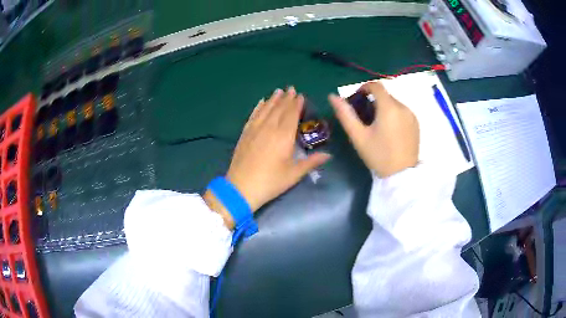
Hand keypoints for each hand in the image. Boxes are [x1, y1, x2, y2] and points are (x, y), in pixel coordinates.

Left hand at [223, 88, 330, 212]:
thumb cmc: (270, 182)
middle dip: (286, 98)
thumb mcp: (293, 174)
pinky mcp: (245, 134)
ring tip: (278, 91)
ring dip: (273, 99)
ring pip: (265, 110)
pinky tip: (261, 102)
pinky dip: (258, 108)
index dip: (296, 104)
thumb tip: (329, 155)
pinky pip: (253, 116)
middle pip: (279, 109)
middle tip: (291, 88)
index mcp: (284, 137)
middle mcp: (269, 128)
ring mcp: (255, 130)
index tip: (300, 95)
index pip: (291, 115)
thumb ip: (311, 162)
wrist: (241, 188)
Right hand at [329, 81, 418, 177]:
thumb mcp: (358, 136)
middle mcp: (403, 107)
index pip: (376, 86)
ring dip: (385, 108)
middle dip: (374, 101)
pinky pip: (403, 112)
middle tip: (365, 118)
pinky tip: (390, 132)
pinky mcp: (416, 125)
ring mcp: (412, 116)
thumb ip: (345, 114)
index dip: (365, 88)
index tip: (358, 98)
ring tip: (378, 126)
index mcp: (389, 107)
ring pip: (395, 104)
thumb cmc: (378, 156)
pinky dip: (395, 115)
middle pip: (385, 96)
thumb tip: (332, 96)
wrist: (401, 176)